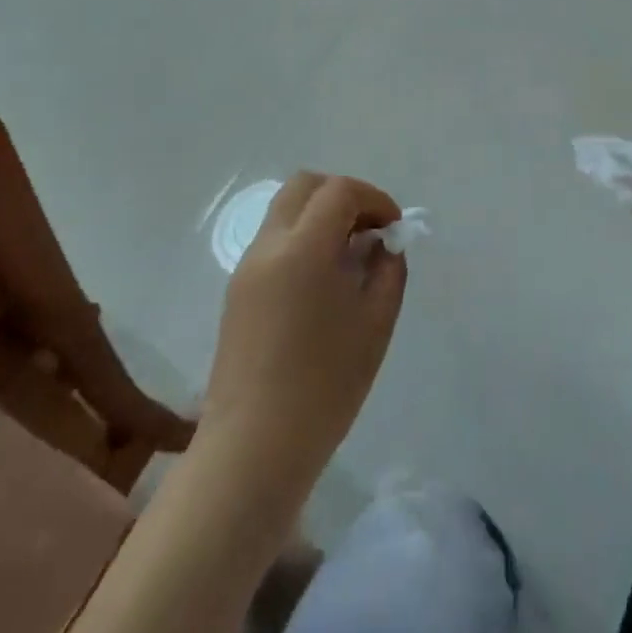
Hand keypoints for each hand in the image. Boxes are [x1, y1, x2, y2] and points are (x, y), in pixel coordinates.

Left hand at [202, 173, 405, 502]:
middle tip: (369, 231)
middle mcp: (268, 245)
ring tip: (349, 258)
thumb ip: (387, 270)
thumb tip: (383, 244)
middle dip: (343, 196)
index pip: (339, 191)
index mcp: (303, 248)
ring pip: (285, 211)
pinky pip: (274, 242)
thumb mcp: (375, 324)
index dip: (374, 198)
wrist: (254, 446)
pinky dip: (302, 240)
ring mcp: (247, 266)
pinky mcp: (237, 290)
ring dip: (321, 217)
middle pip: (304, 186)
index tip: (393, 228)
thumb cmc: (325, 386)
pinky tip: (322, 283)